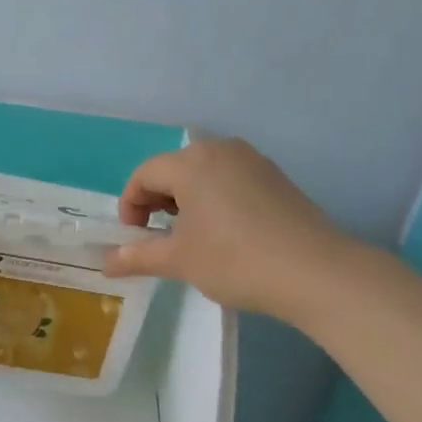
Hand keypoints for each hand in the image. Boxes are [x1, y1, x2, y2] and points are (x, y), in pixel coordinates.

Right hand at [103, 138, 353, 318]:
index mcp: (191, 163)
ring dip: (185, 200)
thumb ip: (137, 257)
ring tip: (190, 236)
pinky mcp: (276, 177)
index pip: (144, 175)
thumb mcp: (179, 260)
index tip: (134, 238)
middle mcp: (221, 149)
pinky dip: (214, 199)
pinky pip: (230, 179)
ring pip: (203, 173)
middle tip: (158, 237)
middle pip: (173, 169)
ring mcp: (253, 160)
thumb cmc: (235, 260)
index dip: (130, 206)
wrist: (316, 272)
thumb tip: (105, 264)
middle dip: (157, 201)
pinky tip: (224, 232)